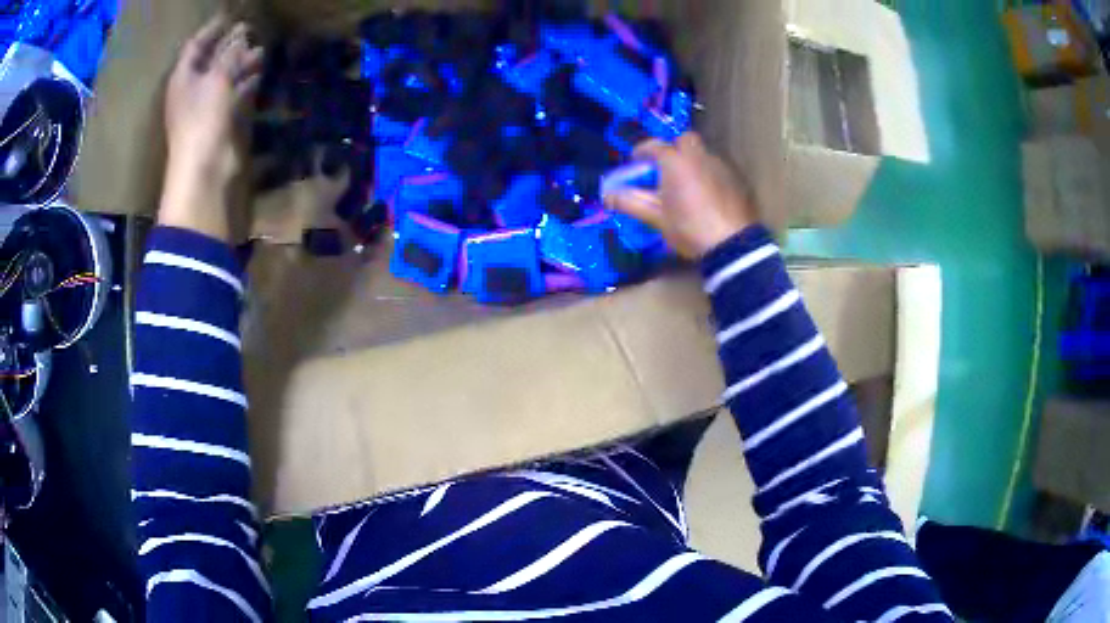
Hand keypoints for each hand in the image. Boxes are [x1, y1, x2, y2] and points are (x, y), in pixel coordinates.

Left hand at [159, 15, 263, 241]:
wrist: (203, 168)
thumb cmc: (203, 118)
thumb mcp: (217, 79)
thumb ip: (230, 55)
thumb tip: (241, 35)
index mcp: (183, 78)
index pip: (195, 45)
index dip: (212, 30)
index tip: (230, 16)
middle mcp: (191, 90)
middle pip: (210, 61)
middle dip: (229, 46)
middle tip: (250, 31)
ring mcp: (203, 107)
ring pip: (223, 78)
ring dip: (240, 64)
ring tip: (260, 52)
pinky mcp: (217, 121)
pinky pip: (231, 95)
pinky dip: (244, 84)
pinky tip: (257, 76)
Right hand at [605, 133, 756, 259]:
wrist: (732, 244)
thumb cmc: (689, 228)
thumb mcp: (656, 218)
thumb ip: (631, 202)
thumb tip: (607, 195)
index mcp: (675, 162)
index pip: (654, 146)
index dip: (642, 150)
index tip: (635, 159)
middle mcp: (698, 156)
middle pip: (684, 140)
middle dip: (673, 148)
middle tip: (665, 167)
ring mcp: (720, 166)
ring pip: (702, 154)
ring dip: (691, 161)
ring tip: (685, 183)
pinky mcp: (736, 180)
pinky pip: (716, 169)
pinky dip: (707, 174)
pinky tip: (705, 194)